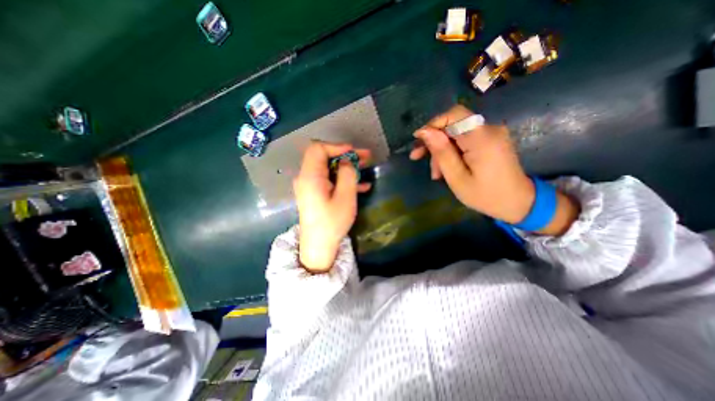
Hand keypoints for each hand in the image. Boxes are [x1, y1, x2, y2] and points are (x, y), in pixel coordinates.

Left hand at [295, 141, 374, 272]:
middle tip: (365, 157)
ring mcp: (310, 186)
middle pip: (324, 158)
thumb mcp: (345, 198)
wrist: (318, 246)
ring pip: (328, 169)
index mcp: (310, 176)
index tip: (353, 152)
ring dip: (347, 167)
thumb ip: (347, 175)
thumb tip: (346, 162)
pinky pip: (329, 181)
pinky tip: (362, 185)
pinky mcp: (315, 194)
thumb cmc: (332, 223)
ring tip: (366, 167)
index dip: (336, 146)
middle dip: (345, 156)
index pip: (318, 149)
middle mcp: (306, 178)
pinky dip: (343, 180)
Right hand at [411, 104, 576, 235]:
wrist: (517, 203)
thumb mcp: (457, 178)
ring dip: (441, 149)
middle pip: (453, 124)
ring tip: (435, 173)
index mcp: (482, 139)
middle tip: (417, 157)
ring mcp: (491, 134)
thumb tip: (425, 132)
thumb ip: (442, 153)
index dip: (433, 123)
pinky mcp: (490, 140)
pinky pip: (464, 139)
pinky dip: (452, 151)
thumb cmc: (485, 196)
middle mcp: (489, 130)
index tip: (417, 139)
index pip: (454, 114)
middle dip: (433, 140)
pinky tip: (445, 167)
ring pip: (456, 133)